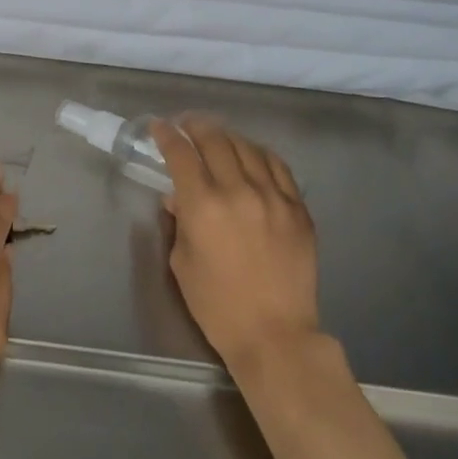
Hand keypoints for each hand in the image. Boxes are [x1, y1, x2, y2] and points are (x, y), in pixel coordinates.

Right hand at [152, 116, 321, 372]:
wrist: (275, 334)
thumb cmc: (217, 305)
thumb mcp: (183, 263)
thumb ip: (180, 222)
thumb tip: (178, 198)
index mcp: (204, 206)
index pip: (181, 155)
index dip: (167, 136)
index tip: (160, 127)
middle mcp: (239, 191)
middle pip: (216, 141)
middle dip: (197, 127)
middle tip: (188, 124)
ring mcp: (273, 197)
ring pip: (248, 148)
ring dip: (228, 136)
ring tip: (218, 136)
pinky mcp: (297, 208)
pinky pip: (278, 167)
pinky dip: (260, 153)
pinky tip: (253, 154)